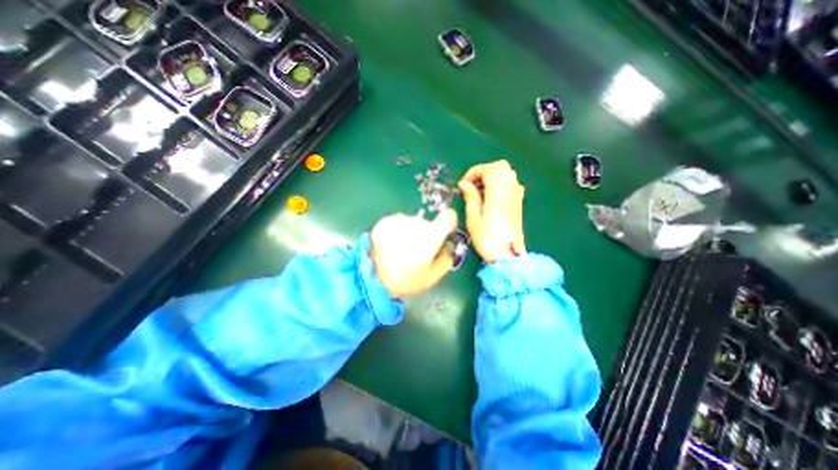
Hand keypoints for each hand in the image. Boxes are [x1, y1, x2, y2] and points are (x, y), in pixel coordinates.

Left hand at [367, 209, 454, 297]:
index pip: (449, 216)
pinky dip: (397, 232)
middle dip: (427, 235)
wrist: (371, 275)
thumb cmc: (405, 279)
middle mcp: (417, 222)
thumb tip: (449, 247)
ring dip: (411, 234)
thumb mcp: (432, 277)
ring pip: (412, 224)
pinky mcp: (385, 221)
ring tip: (400, 251)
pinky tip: (390, 246)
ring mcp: (400, 219)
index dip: (449, 224)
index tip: (445, 234)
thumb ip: (446, 259)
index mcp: (432, 234)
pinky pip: (398, 224)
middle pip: (428, 224)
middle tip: (417, 253)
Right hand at [458, 160, 521, 264]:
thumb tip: (464, 184)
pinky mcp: (518, 201)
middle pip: (498, 167)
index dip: (472, 174)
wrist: (509, 255)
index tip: (462, 186)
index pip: (486, 168)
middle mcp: (511, 187)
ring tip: (478, 194)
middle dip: (482, 173)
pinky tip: (490, 199)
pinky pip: (509, 184)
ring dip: (490, 178)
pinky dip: (498, 185)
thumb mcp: (473, 217)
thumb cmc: (488, 238)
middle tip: (470, 188)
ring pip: (505, 174)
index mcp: (498, 189)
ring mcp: (517, 193)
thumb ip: (470, 196)